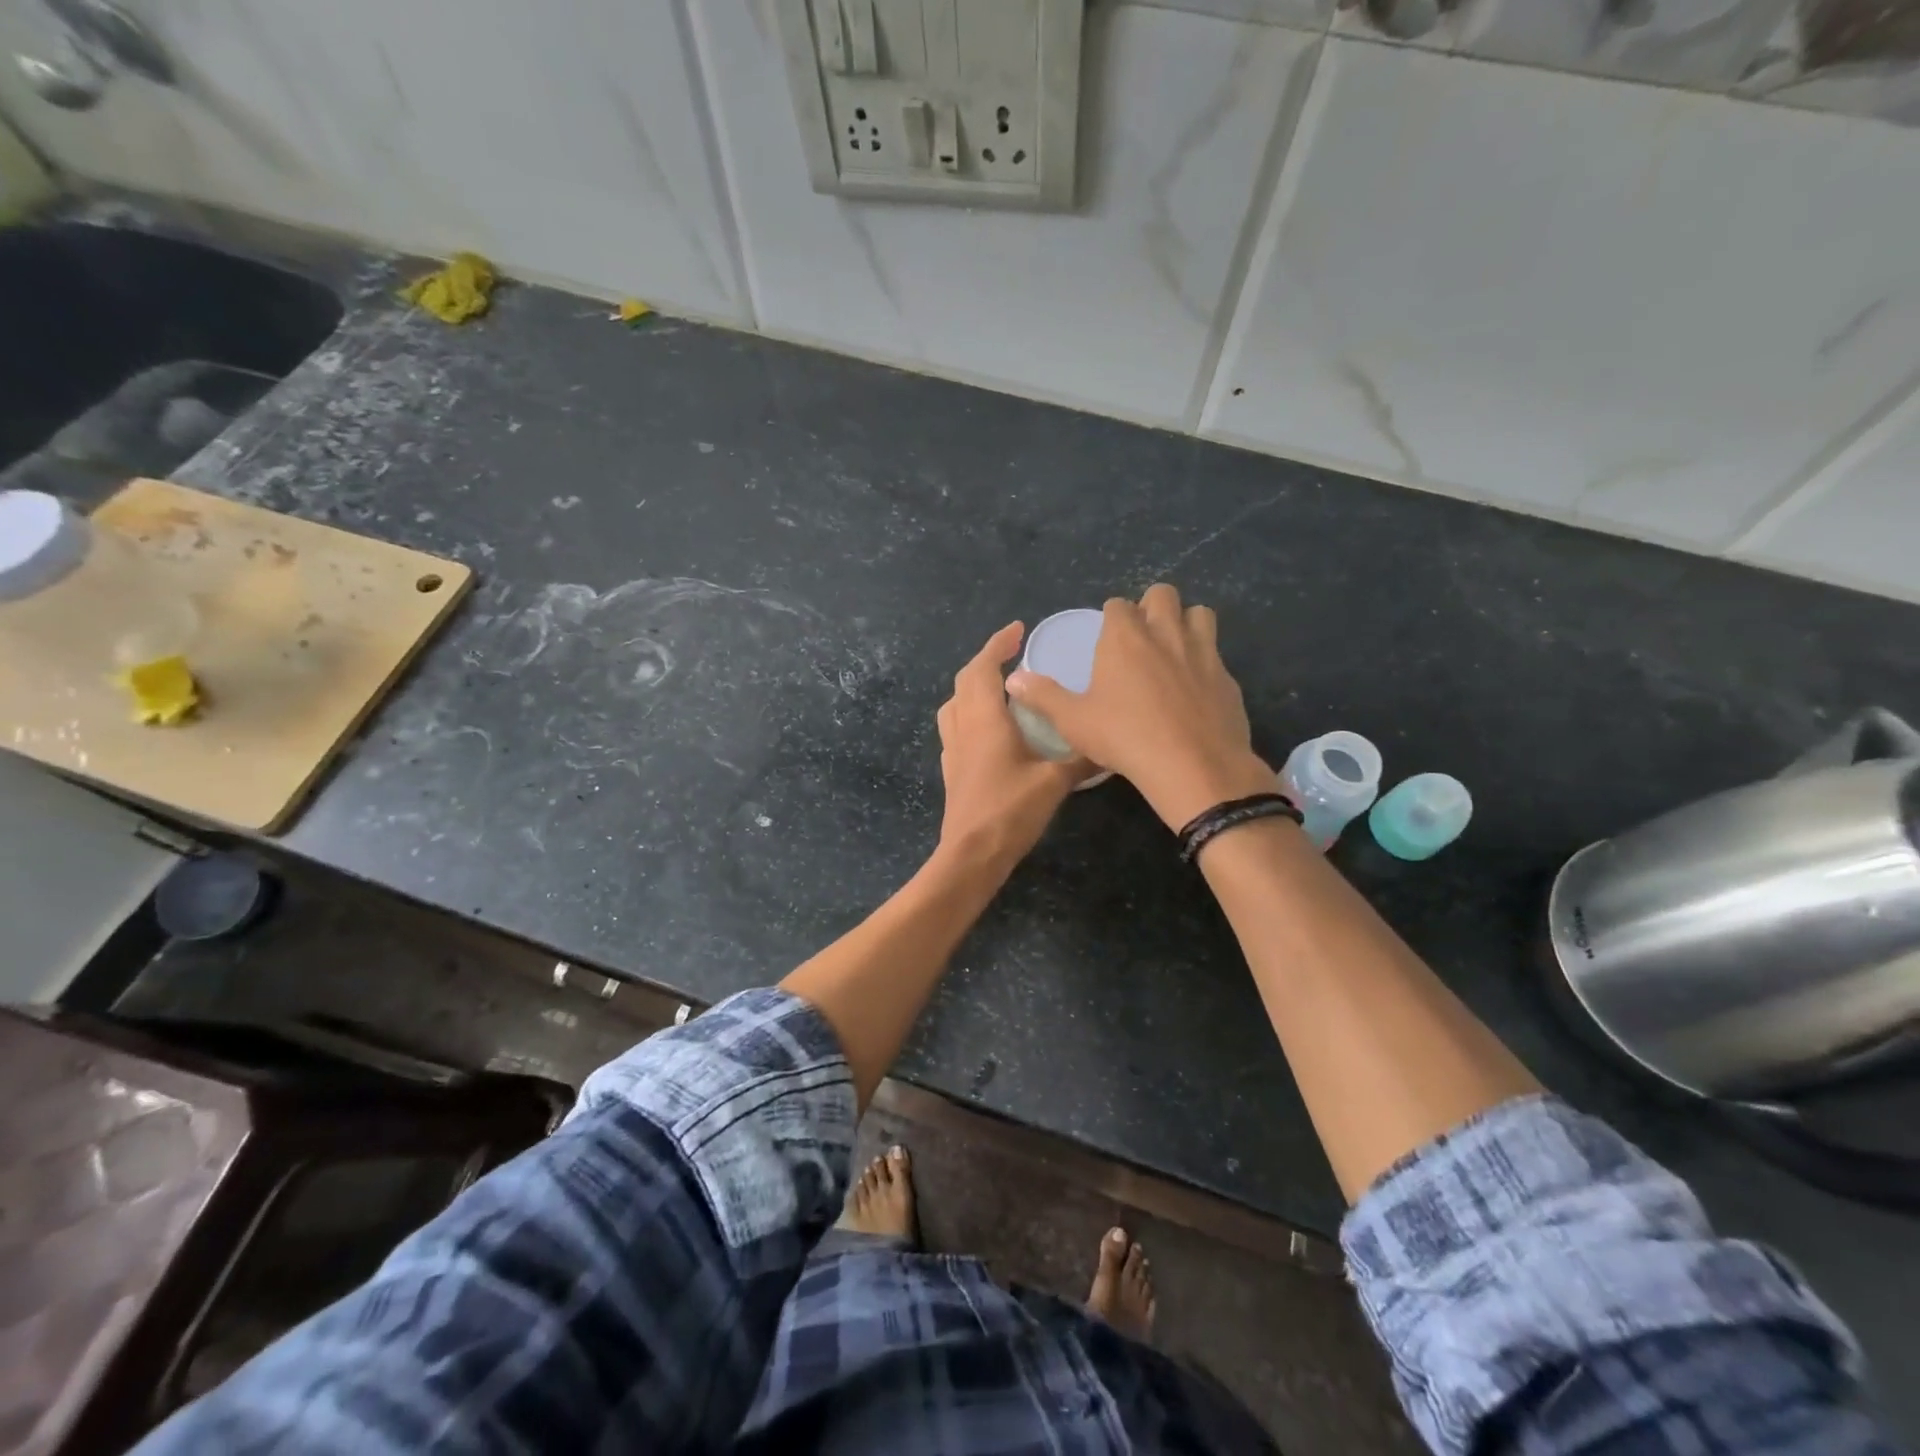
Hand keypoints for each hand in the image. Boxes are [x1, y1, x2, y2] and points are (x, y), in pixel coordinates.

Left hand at [936, 623, 1086, 869]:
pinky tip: (991, 727)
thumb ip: (1081, 760)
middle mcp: (963, 726)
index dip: (998, 644)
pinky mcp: (952, 768)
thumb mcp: (1054, 782)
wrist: (971, 854)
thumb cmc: (1010, 810)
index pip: (984, 667)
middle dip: (987, 660)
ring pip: (955, 702)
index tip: (1017, 629)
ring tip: (1001, 686)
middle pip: (966, 680)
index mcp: (984, 719)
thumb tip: (1111, 745)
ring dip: (974, 685)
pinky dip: (970, 711)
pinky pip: (956, 725)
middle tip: (1014, 654)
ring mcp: (953, 748)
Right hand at [1006, 583, 1274, 830]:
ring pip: (1200, 614)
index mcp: (1125, 637)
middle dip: (1151, 606)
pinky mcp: (1227, 678)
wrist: (1193, 766)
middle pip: (1163, 594)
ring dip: (1185, 623)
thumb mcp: (1073, 720)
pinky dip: (1205, 662)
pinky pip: (1217, 655)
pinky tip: (1195, 690)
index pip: (1118, 605)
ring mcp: (1203, 652)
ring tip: (1173, 651)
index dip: (1112, 616)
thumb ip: (1043, 696)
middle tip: (1141, 637)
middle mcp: (1166, 633)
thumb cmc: (1124, 737)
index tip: (1107, 637)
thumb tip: (1013, 680)